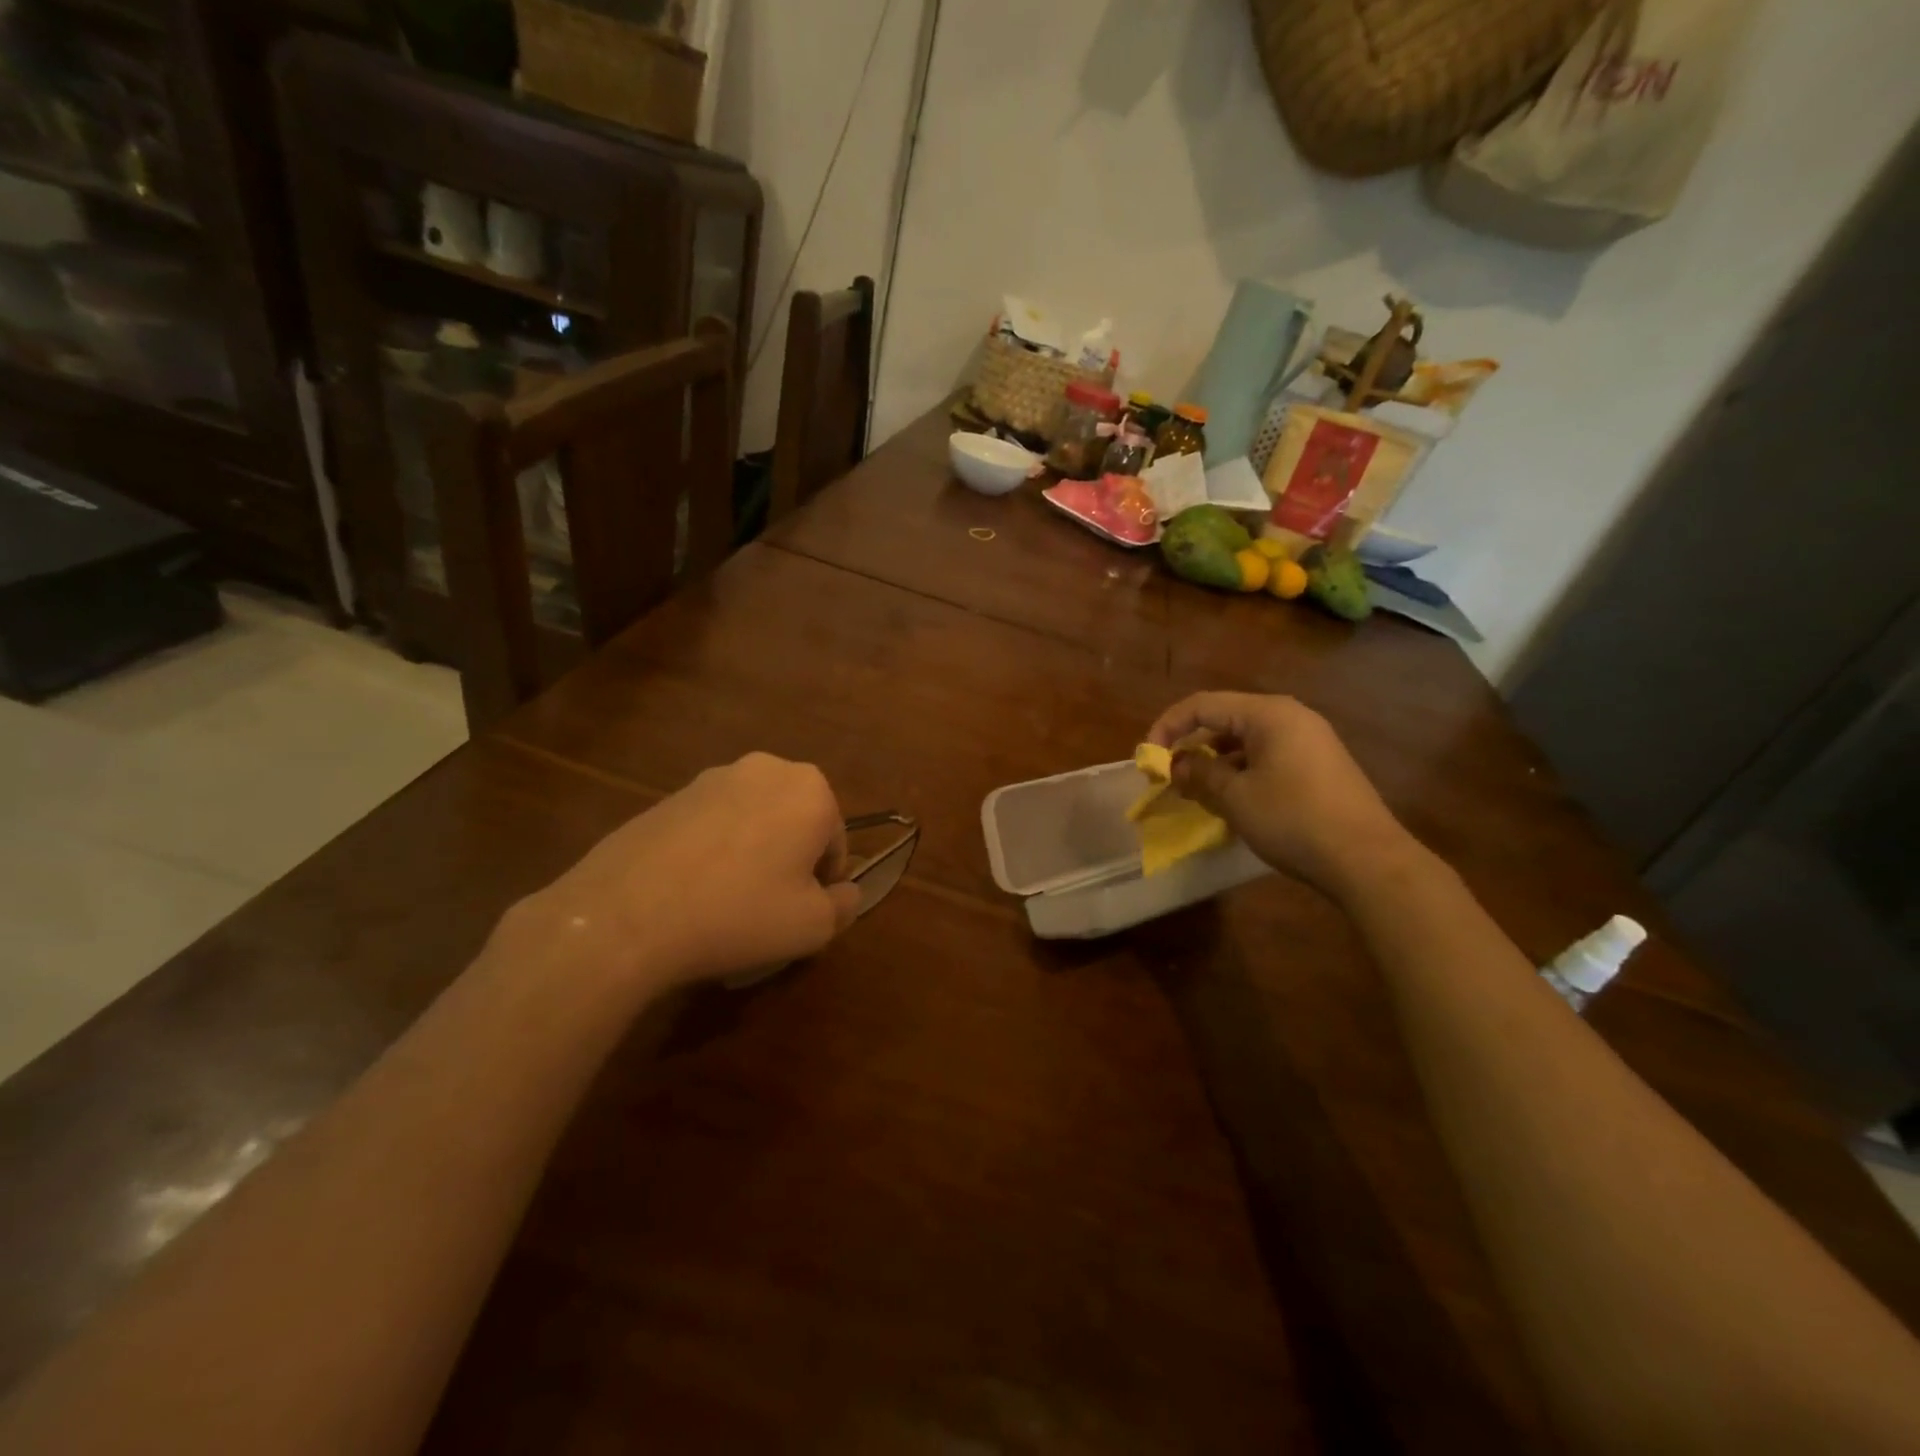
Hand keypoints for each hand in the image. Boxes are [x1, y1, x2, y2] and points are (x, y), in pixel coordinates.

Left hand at [507, 753, 861, 993]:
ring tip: (724, 903)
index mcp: (810, 789)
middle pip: (794, 824)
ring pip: (752, 822)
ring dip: (751, 854)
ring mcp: (711, 777)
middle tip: (767, 908)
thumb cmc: (739, 913)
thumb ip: (844, 905)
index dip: (823, 884)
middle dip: (788, 861)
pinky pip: (710, 826)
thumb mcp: (813, 926)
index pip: (835, 843)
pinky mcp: (669, 794)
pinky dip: (712, 852)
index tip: (799, 914)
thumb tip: (844, 893)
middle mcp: (766, 768)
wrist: (626, 914)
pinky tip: (690, 892)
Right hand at [1147, 692, 1414, 898]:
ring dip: (1215, 761)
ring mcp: (1310, 740)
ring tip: (1197, 790)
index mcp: (1268, 714)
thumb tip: (1177, 764)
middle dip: (1192, 745)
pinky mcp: (1320, 765)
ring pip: (1246, 740)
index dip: (1168, 727)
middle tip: (1170, 776)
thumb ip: (1199, 773)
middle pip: (1225, 719)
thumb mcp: (1235, 797)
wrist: (1367, 859)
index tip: (1149, 759)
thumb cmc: (1293, 819)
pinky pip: (1268, 756)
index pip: (1203, 705)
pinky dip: (1241, 770)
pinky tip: (1233, 799)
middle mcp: (1290, 717)